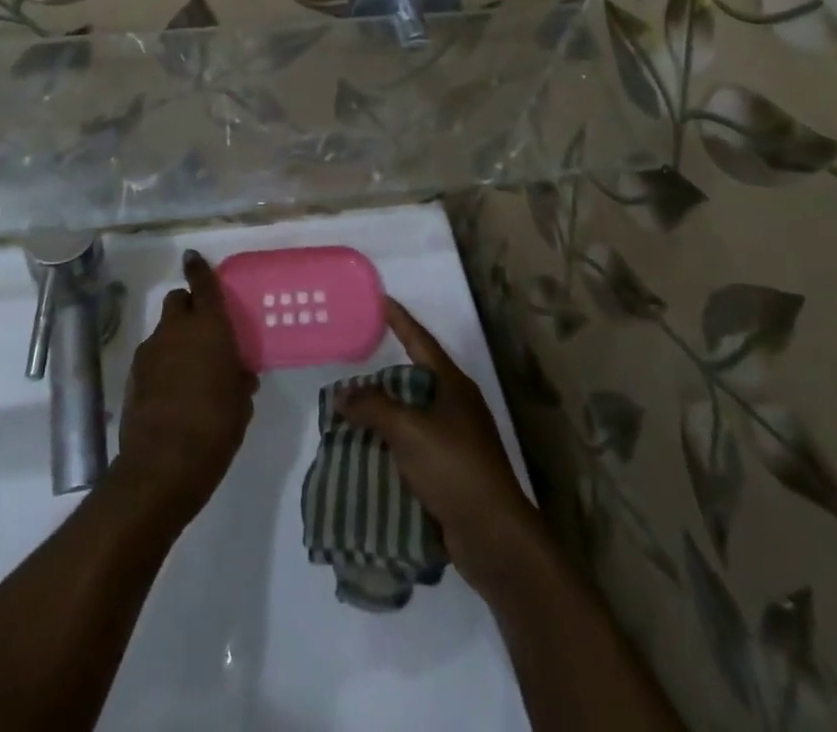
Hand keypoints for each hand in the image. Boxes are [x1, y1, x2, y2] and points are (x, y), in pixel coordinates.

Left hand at [111, 250, 257, 523]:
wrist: (163, 464)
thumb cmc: (215, 426)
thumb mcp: (241, 403)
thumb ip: (239, 380)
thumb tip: (238, 375)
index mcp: (209, 327)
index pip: (202, 284)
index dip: (199, 268)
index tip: (193, 257)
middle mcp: (176, 330)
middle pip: (177, 300)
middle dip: (187, 307)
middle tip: (202, 328)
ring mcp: (150, 351)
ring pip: (163, 330)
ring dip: (175, 339)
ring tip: (189, 369)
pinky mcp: (133, 376)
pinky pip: (152, 357)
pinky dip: (162, 364)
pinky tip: (172, 392)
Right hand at [337, 299, 543, 592]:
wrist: (493, 536)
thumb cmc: (454, 468)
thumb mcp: (408, 430)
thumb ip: (373, 407)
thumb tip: (342, 394)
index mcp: (454, 386)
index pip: (421, 341)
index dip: (401, 320)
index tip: (382, 300)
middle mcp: (458, 406)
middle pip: (416, 380)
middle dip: (385, 376)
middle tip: (353, 367)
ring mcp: (458, 440)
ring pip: (413, 416)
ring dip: (385, 415)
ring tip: (352, 413)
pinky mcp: (452, 472)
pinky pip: (415, 447)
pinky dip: (392, 446)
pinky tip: (369, 452)